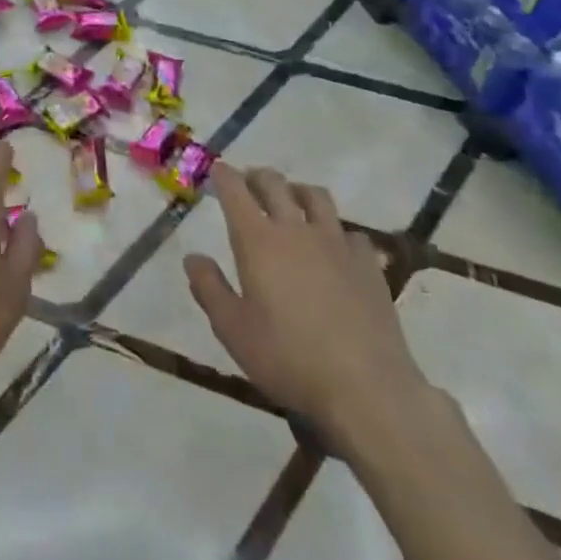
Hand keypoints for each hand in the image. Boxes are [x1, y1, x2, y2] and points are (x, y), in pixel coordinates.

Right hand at [185, 165, 430, 454]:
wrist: (367, 389)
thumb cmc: (288, 359)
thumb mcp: (232, 330)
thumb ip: (209, 288)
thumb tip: (193, 257)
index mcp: (257, 240)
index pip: (235, 190)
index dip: (224, 175)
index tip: (217, 170)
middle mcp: (295, 229)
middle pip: (274, 183)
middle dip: (257, 176)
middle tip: (248, 182)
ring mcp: (336, 243)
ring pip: (315, 196)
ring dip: (297, 191)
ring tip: (291, 201)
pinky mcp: (367, 263)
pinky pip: (350, 232)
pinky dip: (336, 231)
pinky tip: (334, 247)